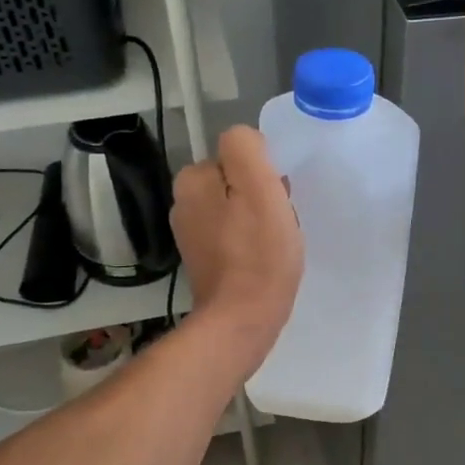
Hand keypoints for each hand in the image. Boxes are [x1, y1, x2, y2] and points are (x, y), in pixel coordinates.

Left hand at [170, 126, 303, 370]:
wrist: (242, 321)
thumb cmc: (258, 253)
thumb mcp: (259, 186)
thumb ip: (246, 148)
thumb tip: (246, 142)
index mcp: (192, 180)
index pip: (239, 156)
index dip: (265, 174)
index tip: (278, 199)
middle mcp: (184, 203)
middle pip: (238, 183)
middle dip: (262, 196)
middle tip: (280, 223)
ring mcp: (192, 235)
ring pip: (238, 210)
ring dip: (260, 220)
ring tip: (276, 244)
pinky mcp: (205, 261)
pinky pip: (236, 237)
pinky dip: (253, 244)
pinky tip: (266, 260)